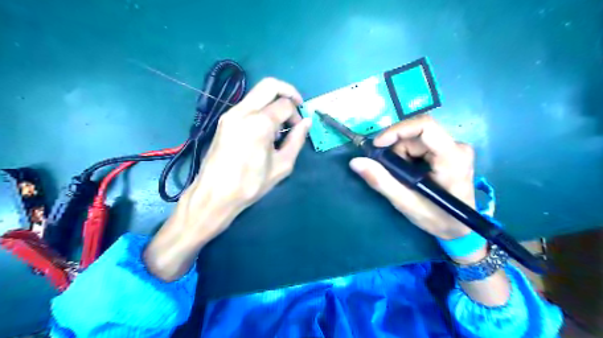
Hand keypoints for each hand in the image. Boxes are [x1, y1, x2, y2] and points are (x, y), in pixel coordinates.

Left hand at [145, 77, 310, 280]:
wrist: (214, 194)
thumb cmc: (250, 184)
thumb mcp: (282, 166)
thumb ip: (297, 140)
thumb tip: (307, 122)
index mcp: (259, 123)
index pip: (285, 104)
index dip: (297, 114)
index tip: (298, 128)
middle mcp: (243, 111)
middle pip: (270, 85)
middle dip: (288, 91)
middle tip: (297, 106)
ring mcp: (230, 113)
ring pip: (257, 92)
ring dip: (274, 100)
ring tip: (280, 123)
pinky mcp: (224, 120)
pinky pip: (248, 104)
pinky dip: (262, 108)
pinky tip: (265, 128)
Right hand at [349, 115, 475, 239]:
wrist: (460, 228)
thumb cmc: (437, 218)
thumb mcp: (406, 203)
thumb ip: (381, 181)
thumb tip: (356, 162)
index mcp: (452, 157)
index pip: (424, 126)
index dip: (397, 130)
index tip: (377, 145)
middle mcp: (457, 146)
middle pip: (415, 136)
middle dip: (396, 152)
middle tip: (390, 173)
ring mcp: (455, 148)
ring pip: (415, 140)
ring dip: (401, 156)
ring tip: (402, 179)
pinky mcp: (450, 151)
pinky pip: (420, 145)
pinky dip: (407, 157)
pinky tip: (410, 174)